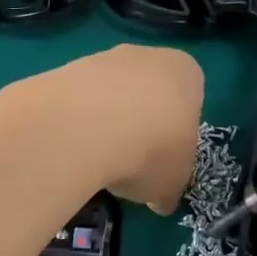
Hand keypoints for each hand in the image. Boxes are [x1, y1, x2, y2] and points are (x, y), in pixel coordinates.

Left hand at [6, 46, 204, 213]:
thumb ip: (169, 186)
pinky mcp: (67, 67)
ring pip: (111, 94)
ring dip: (105, 122)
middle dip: (140, 123)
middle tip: (130, 161)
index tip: (164, 159)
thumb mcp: (173, 182)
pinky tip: (72, 145)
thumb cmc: (152, 149)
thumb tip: (160, 200)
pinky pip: (79, 99)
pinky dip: (77, 121)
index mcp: (185, 73)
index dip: (176, 133)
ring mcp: (104, 57)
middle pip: (147, 92)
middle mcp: (147, 56)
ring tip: (96, 158)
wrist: (88, 125)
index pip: (189, 99)